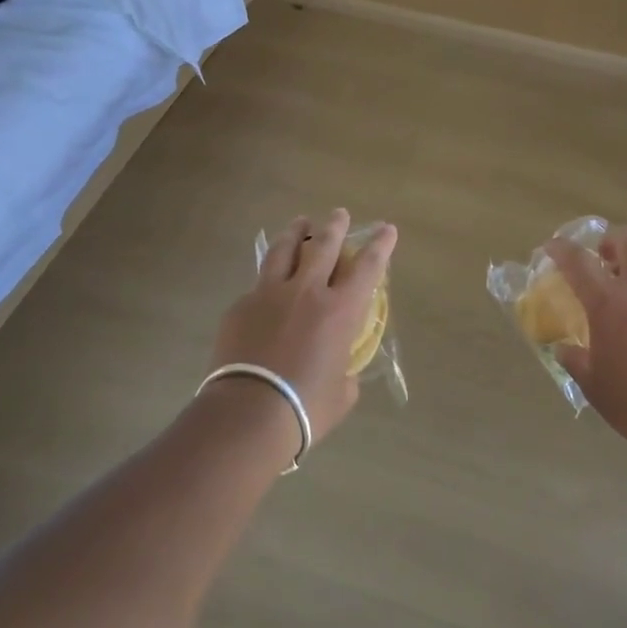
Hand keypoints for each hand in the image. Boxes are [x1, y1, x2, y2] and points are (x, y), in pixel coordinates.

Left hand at [210, 209, 397, 445]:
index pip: (367, 267)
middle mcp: (306, 292)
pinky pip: (258, 285)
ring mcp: (269, 294)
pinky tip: (267, 287)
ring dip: (296, 233)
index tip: (386, 228)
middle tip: (339, 213)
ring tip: (300, 223)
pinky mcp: (240, 306)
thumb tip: (339, 369)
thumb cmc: (305, 408)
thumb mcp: (341, 393)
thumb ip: (344, 372)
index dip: (380, 245)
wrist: (247, 414)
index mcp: (340, 311)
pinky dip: (268, 279)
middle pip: (323, 246)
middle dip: (334, 226)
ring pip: (284, 251)